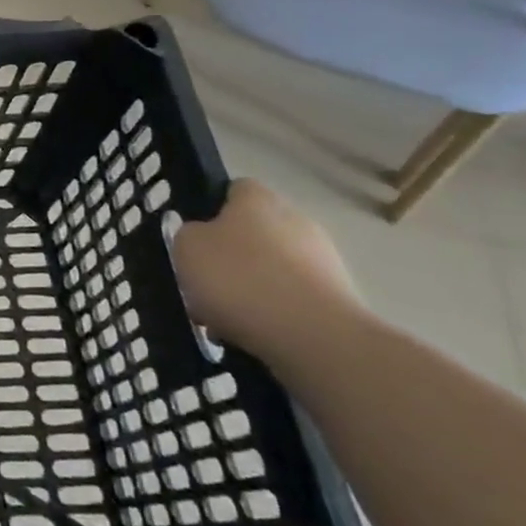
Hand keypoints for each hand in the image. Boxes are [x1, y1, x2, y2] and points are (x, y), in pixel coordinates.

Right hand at [170, 179, 361, 363]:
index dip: (211, 209)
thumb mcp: (186, 247)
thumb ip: (189, 234)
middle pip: (254, 232)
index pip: (235, 189)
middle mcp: (296, 220)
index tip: (194, 237)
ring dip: (250, 288)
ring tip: (223, 319)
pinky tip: (252, 335)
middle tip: (204, 283)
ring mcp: (324, 261)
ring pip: (272, 269)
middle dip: (231, 256)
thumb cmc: (239, 278)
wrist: (314, 337)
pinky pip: (292, 300)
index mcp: (258, 199)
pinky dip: (273, 314)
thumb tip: (202, 237)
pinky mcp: (340, 300)